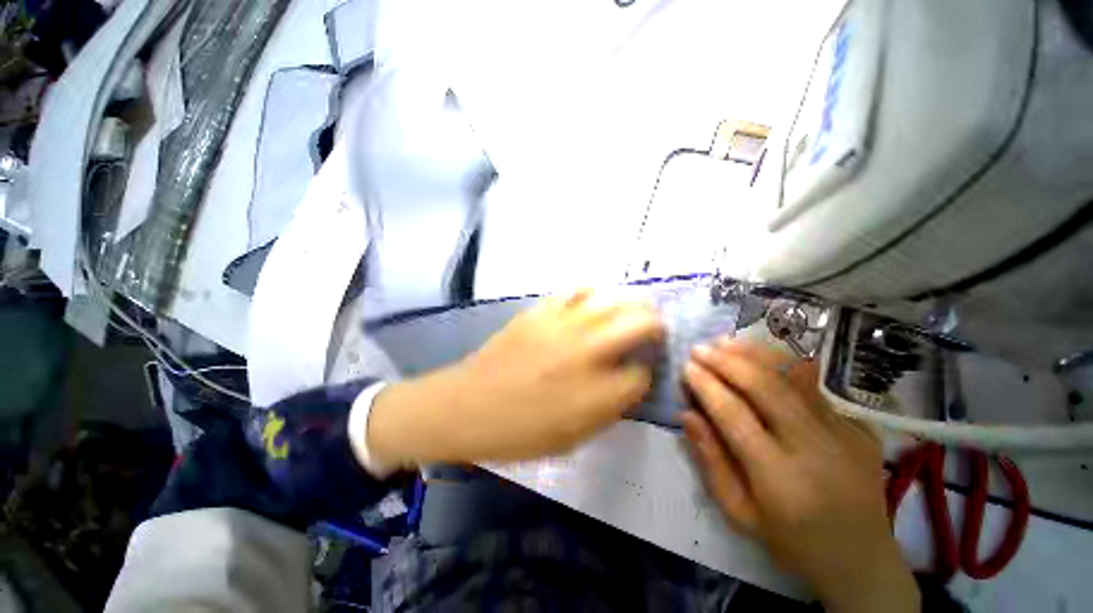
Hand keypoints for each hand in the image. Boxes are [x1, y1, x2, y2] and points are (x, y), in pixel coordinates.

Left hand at [366, 290, 664, 466]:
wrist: (466, 406)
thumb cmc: (519, 431)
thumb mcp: (574, 436)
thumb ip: (611, 406)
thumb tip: (632, 378)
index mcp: (598, 392)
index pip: (644, 372)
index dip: (648, 371)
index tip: (642, 370)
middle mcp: (588, 351)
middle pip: (641, 322)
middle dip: (655, 325)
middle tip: (652, 332)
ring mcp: (563, 324)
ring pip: (614, 299)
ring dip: (630, 304)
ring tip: (630, 312)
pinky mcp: (540, 310)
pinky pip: (576, 291)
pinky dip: (592, 294)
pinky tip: (592, 302)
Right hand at [681, 339, 918, 612]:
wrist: (861, 558)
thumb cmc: (790, 541)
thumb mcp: (738, 512)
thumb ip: (711, 460)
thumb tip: (686, 413)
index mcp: (780, 478)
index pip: (735, 415)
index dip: (707, 385)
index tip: (686, 367)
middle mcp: (815, 448)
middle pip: (766, 387)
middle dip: (726, 361)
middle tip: (700, 349)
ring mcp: (844, 433)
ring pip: (793, 378)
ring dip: (754, 354)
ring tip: (724, 342)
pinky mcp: (859, 426)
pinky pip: (814, 387)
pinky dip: (782, 365)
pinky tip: (760, 356)